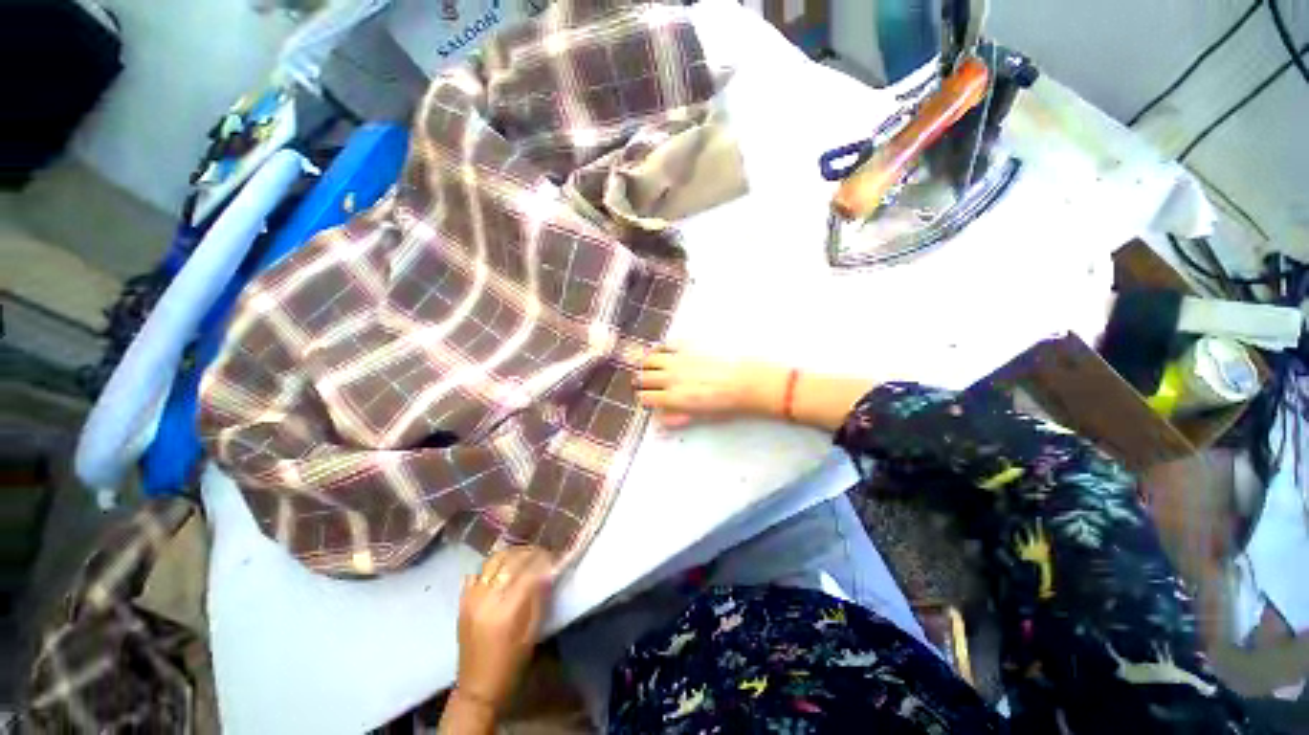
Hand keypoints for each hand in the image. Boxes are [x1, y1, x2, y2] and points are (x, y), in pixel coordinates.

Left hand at [455, 546, 555, 712]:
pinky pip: (476, 573)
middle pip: (511, 560)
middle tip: (543, 554)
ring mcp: (472, 598)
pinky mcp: (463, 602)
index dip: (544, 559)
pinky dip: (491, 566)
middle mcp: (487, 598)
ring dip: (511, 554)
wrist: (477, 688)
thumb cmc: (511, 664)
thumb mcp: (532, 634)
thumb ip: (540, 600)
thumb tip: (548, 572)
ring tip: (524, 556)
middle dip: (530, 552)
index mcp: (507, 610)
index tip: (555, 556)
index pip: (529, 570)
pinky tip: (501, 569)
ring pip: (493, 561)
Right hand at [635, 344, 787, 427]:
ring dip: (646, 365)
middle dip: (641, 382)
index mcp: (673, 398)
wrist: (747, 381)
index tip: (648, 397)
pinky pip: (664, 345)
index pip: (645, 397)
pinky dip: (658, 349)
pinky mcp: (687, 345)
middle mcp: (670, 377)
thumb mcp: (701, 417)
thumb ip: (677, 418)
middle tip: (645, 382)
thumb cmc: (728, 403)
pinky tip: (661, 352)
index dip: (644, 398)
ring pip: (648, 360)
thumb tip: (661, 420)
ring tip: (651, 366)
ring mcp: (677, 359)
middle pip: (642, 378)